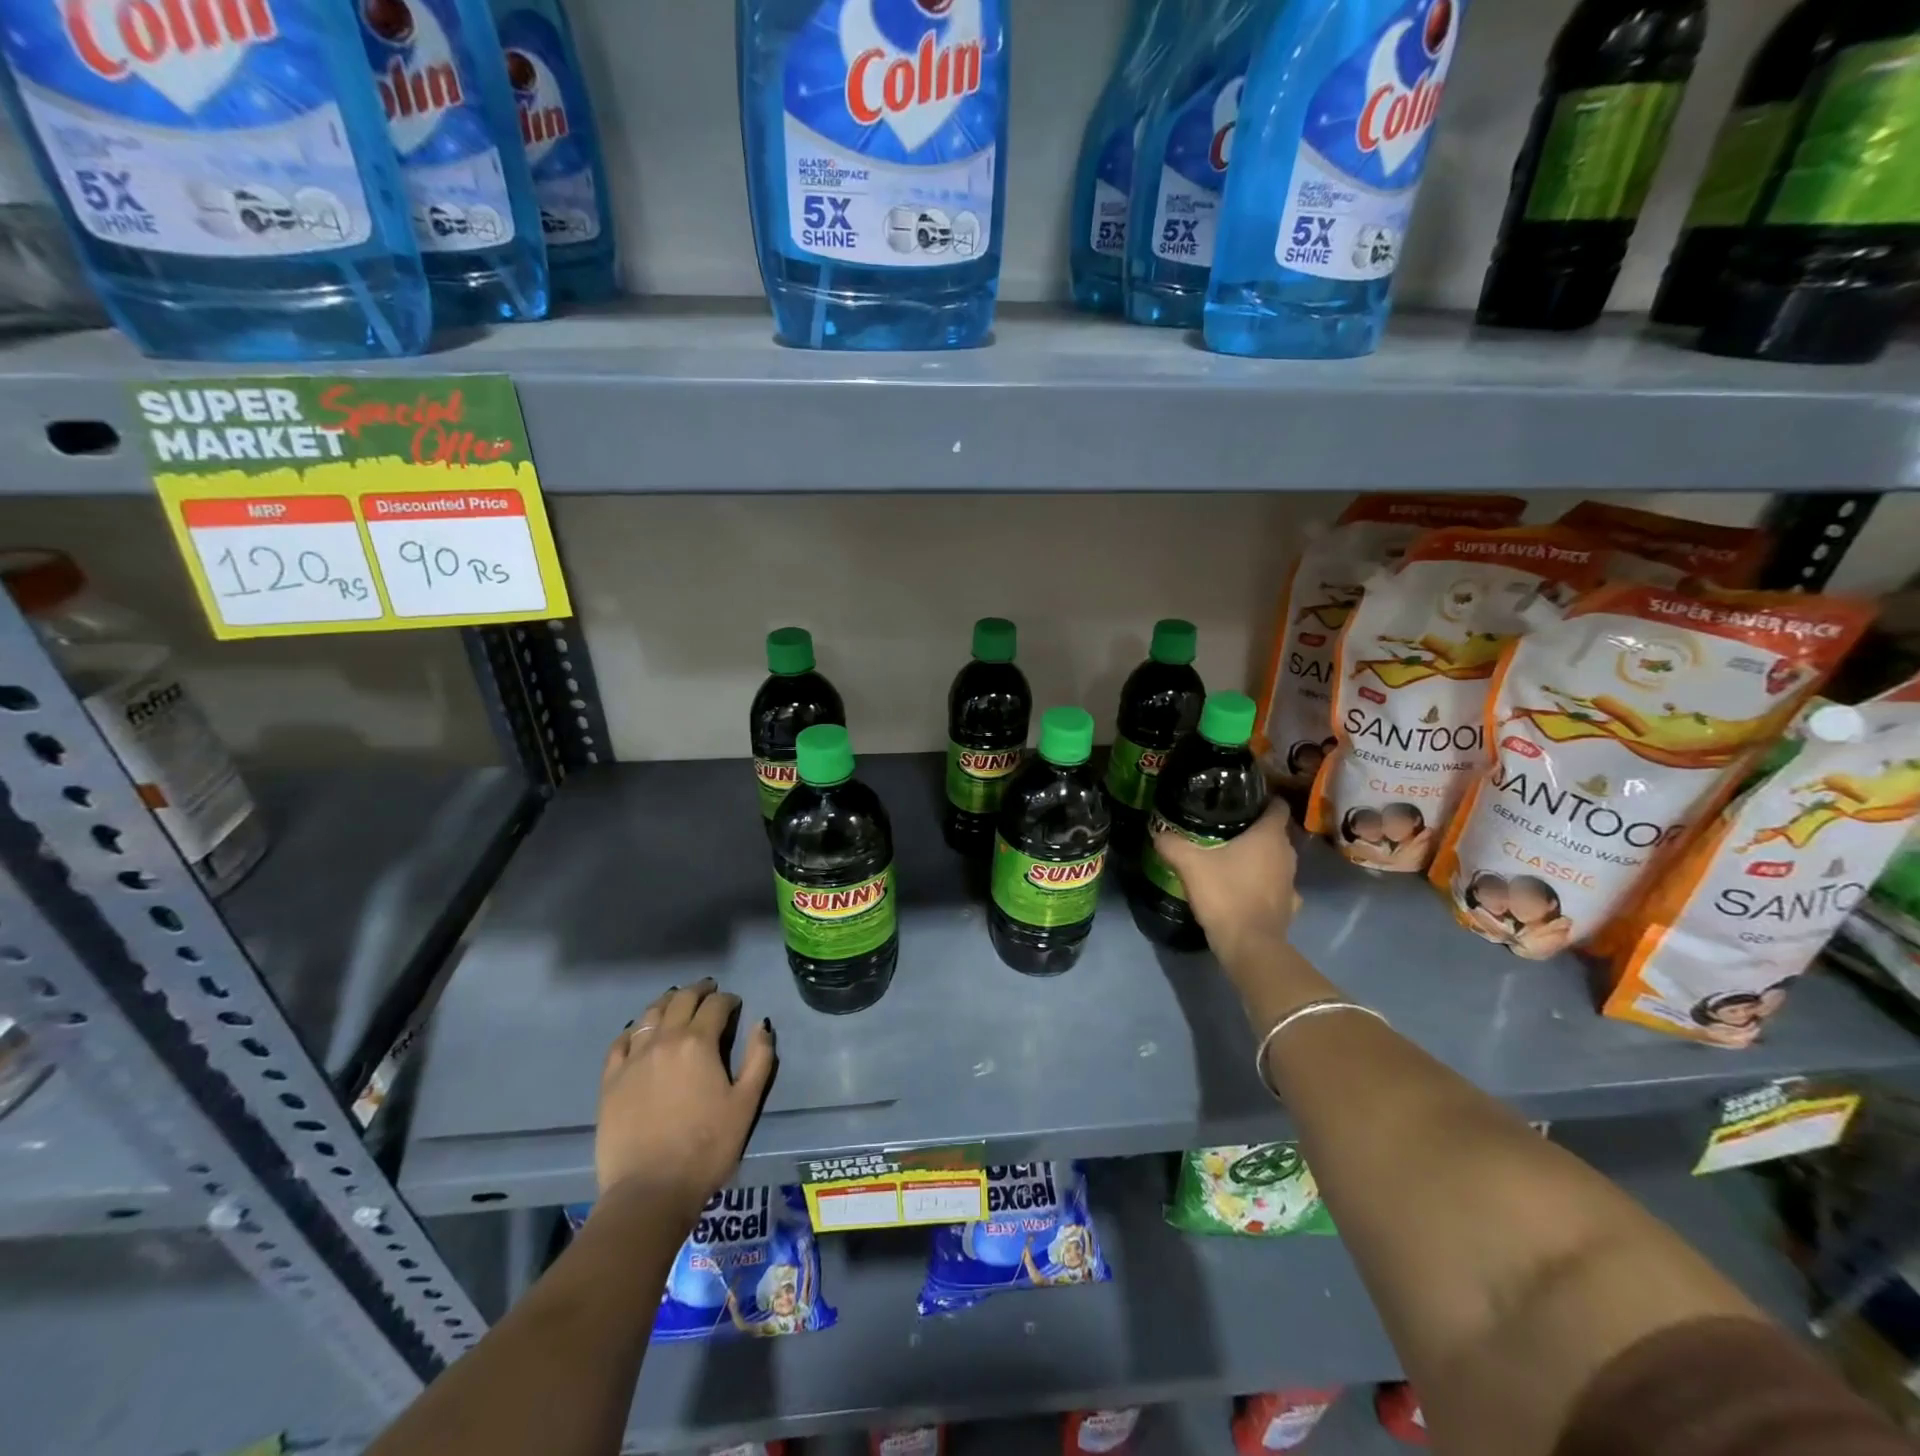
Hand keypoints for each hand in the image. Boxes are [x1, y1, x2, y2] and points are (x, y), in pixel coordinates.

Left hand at [596, 978, 775, 1225]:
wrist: (650, 1191)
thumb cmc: (706, 1148)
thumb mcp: (746, 1103)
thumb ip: (759, 1058)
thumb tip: (761, 1024)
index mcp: (698, 1042)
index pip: (715, 1005)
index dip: (728, 999)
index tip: (735, 1004)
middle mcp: (664, 1040)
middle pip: (681, 1000)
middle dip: (699, 991)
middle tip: (709, 991)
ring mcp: (633, 1059)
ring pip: (649, 1014)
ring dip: (667, 1002)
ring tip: (677, 1002)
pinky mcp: (610, 1081)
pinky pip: (621, 1042)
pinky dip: (634, 1029)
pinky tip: (640, 1031)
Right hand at [1151, 799, 1299, 970]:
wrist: (1249, 945)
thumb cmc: (1225, 895)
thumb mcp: (1190, 865)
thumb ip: (1172, 843)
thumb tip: (1157, 830)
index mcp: (1269, 836)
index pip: (1277, 805)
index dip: (1262, 799)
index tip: (1241, 799)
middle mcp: (1287, 853)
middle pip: (1275, 831)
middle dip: (1254, 828)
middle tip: (1225, 827)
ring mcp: (1291, 881)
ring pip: (1277, 858)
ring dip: (1260, 856)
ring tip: (1232, 856)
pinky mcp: (1290, 904)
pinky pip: (1277, 885)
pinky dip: (1265, 883)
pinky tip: (1246, 887)